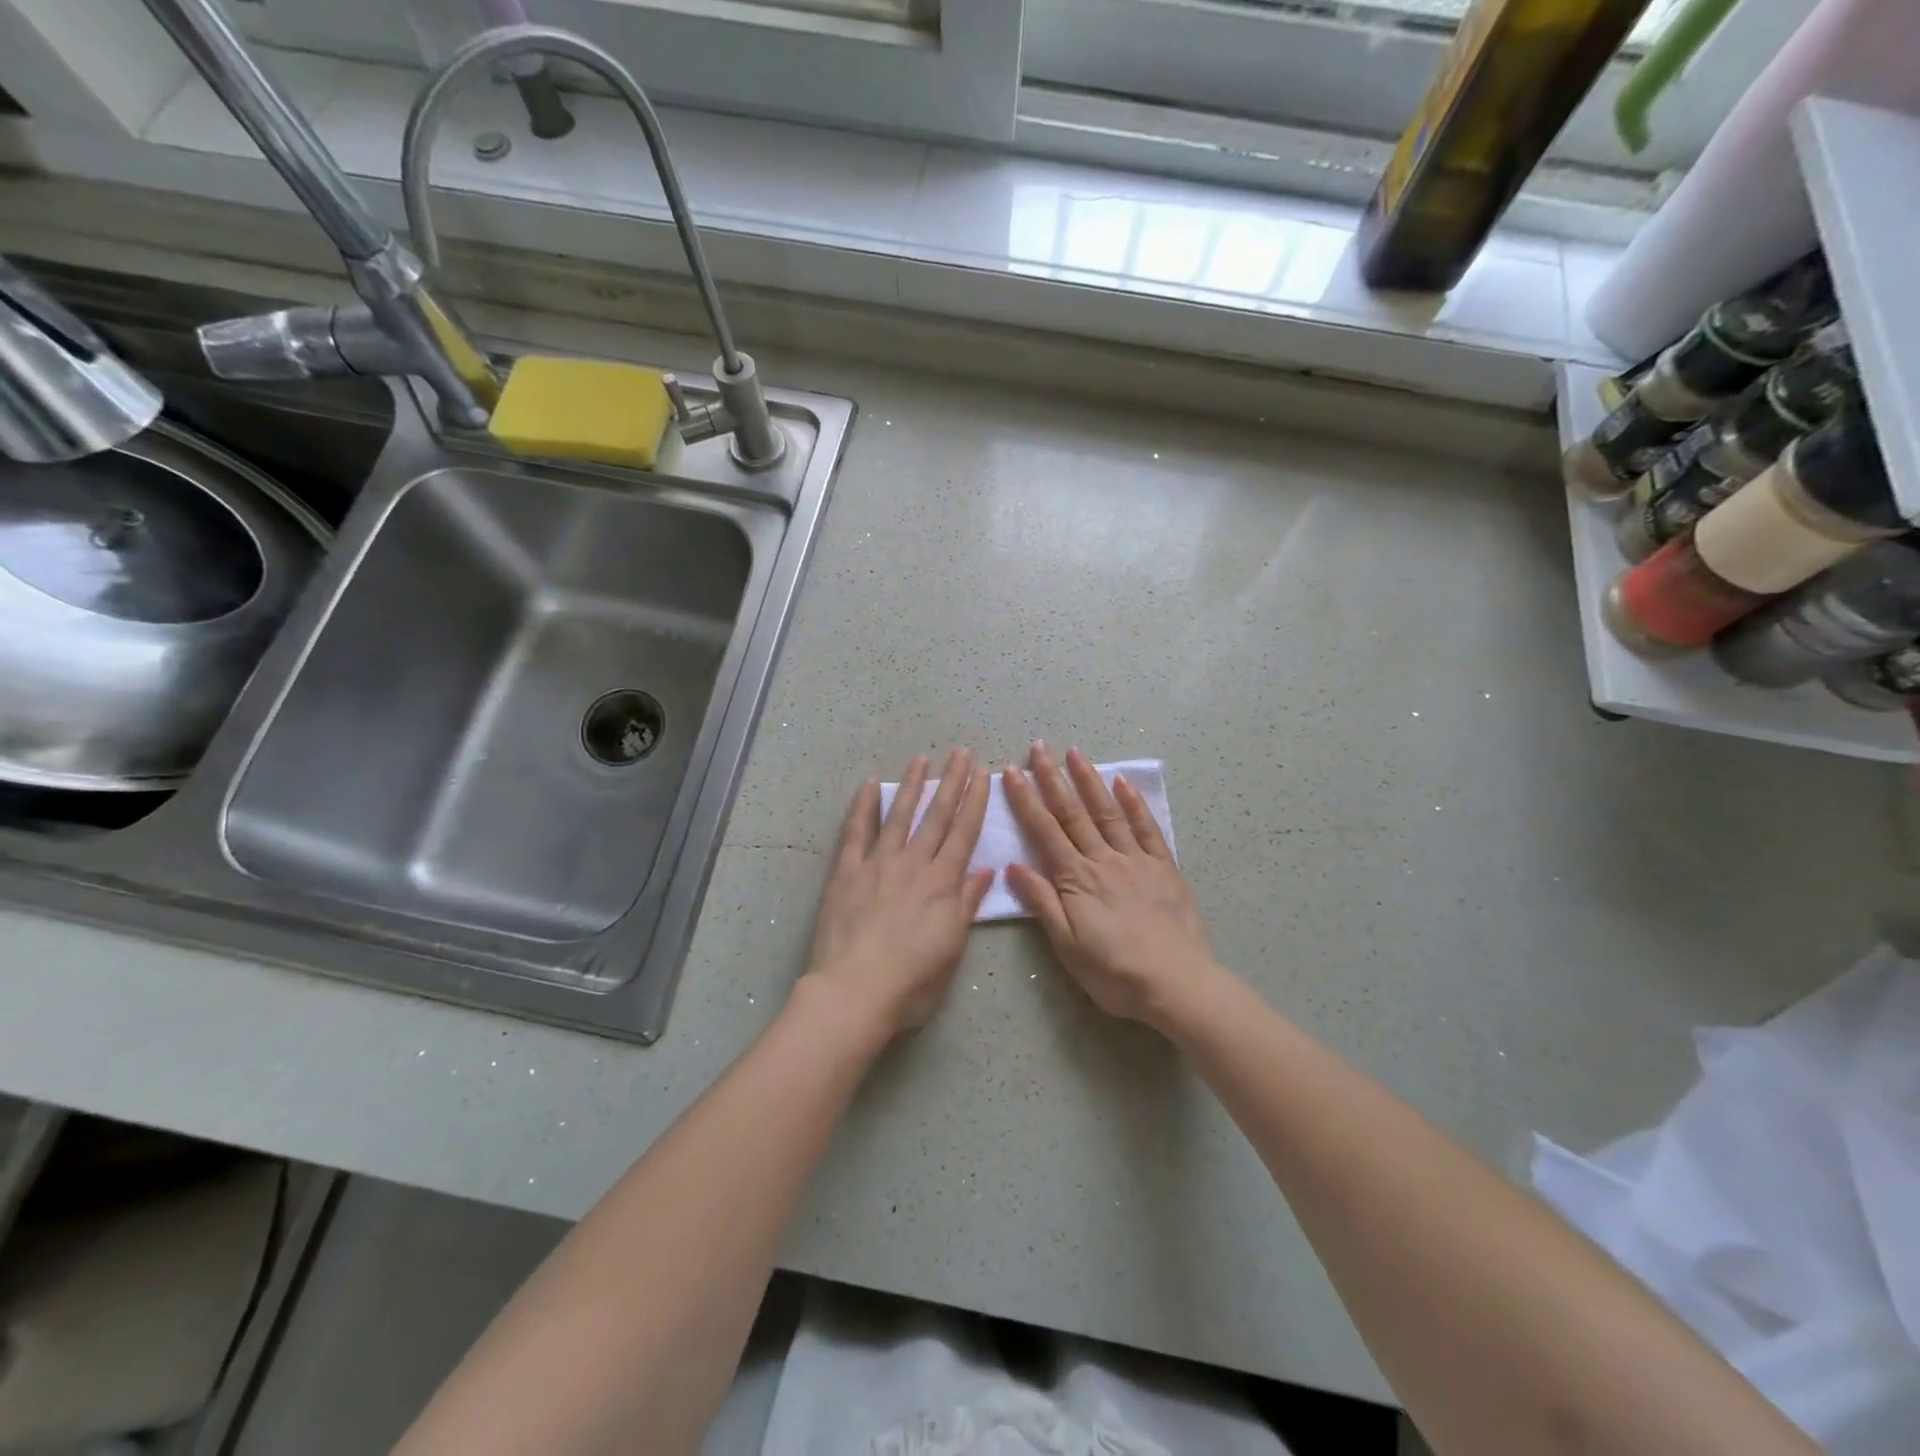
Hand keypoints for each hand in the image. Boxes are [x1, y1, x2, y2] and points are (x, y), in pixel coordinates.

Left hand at [802, 748, 994, 1040]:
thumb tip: (986, 872)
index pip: (964, 834)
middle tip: (962, 753)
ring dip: (912, 785)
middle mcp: (913, 865)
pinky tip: (869, 786)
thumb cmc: (911, 982)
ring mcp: (877, 864)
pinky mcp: (846, 872)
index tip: (984, 775)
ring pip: (899, 816)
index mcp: (942, 884)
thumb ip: (967, 906)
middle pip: (937, 816)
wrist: (854, 992)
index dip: (976, 802)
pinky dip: (862, 808)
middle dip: (953, 782)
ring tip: (922, 759)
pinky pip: (855, 833)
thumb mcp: (952, 949)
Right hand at [1003, 742, 1228, 1033]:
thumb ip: (1042, 903)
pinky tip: (1123, 783)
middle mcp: (1103, 860)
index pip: (1044, 831)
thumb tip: (1014, 866)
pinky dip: (1134, 803)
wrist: (1176, 984)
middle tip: (1039, 747)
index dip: (1026, 800)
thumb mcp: (1067, 947)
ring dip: (1090, 780)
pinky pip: (1147, 828)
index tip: (1011, 772)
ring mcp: (1136, 860)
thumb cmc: (1115, 972)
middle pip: (1073, 813)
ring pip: (1107, 812)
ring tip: (1075, 753)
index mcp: (1076, 879)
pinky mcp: (1163, 867)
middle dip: (1053, 778)